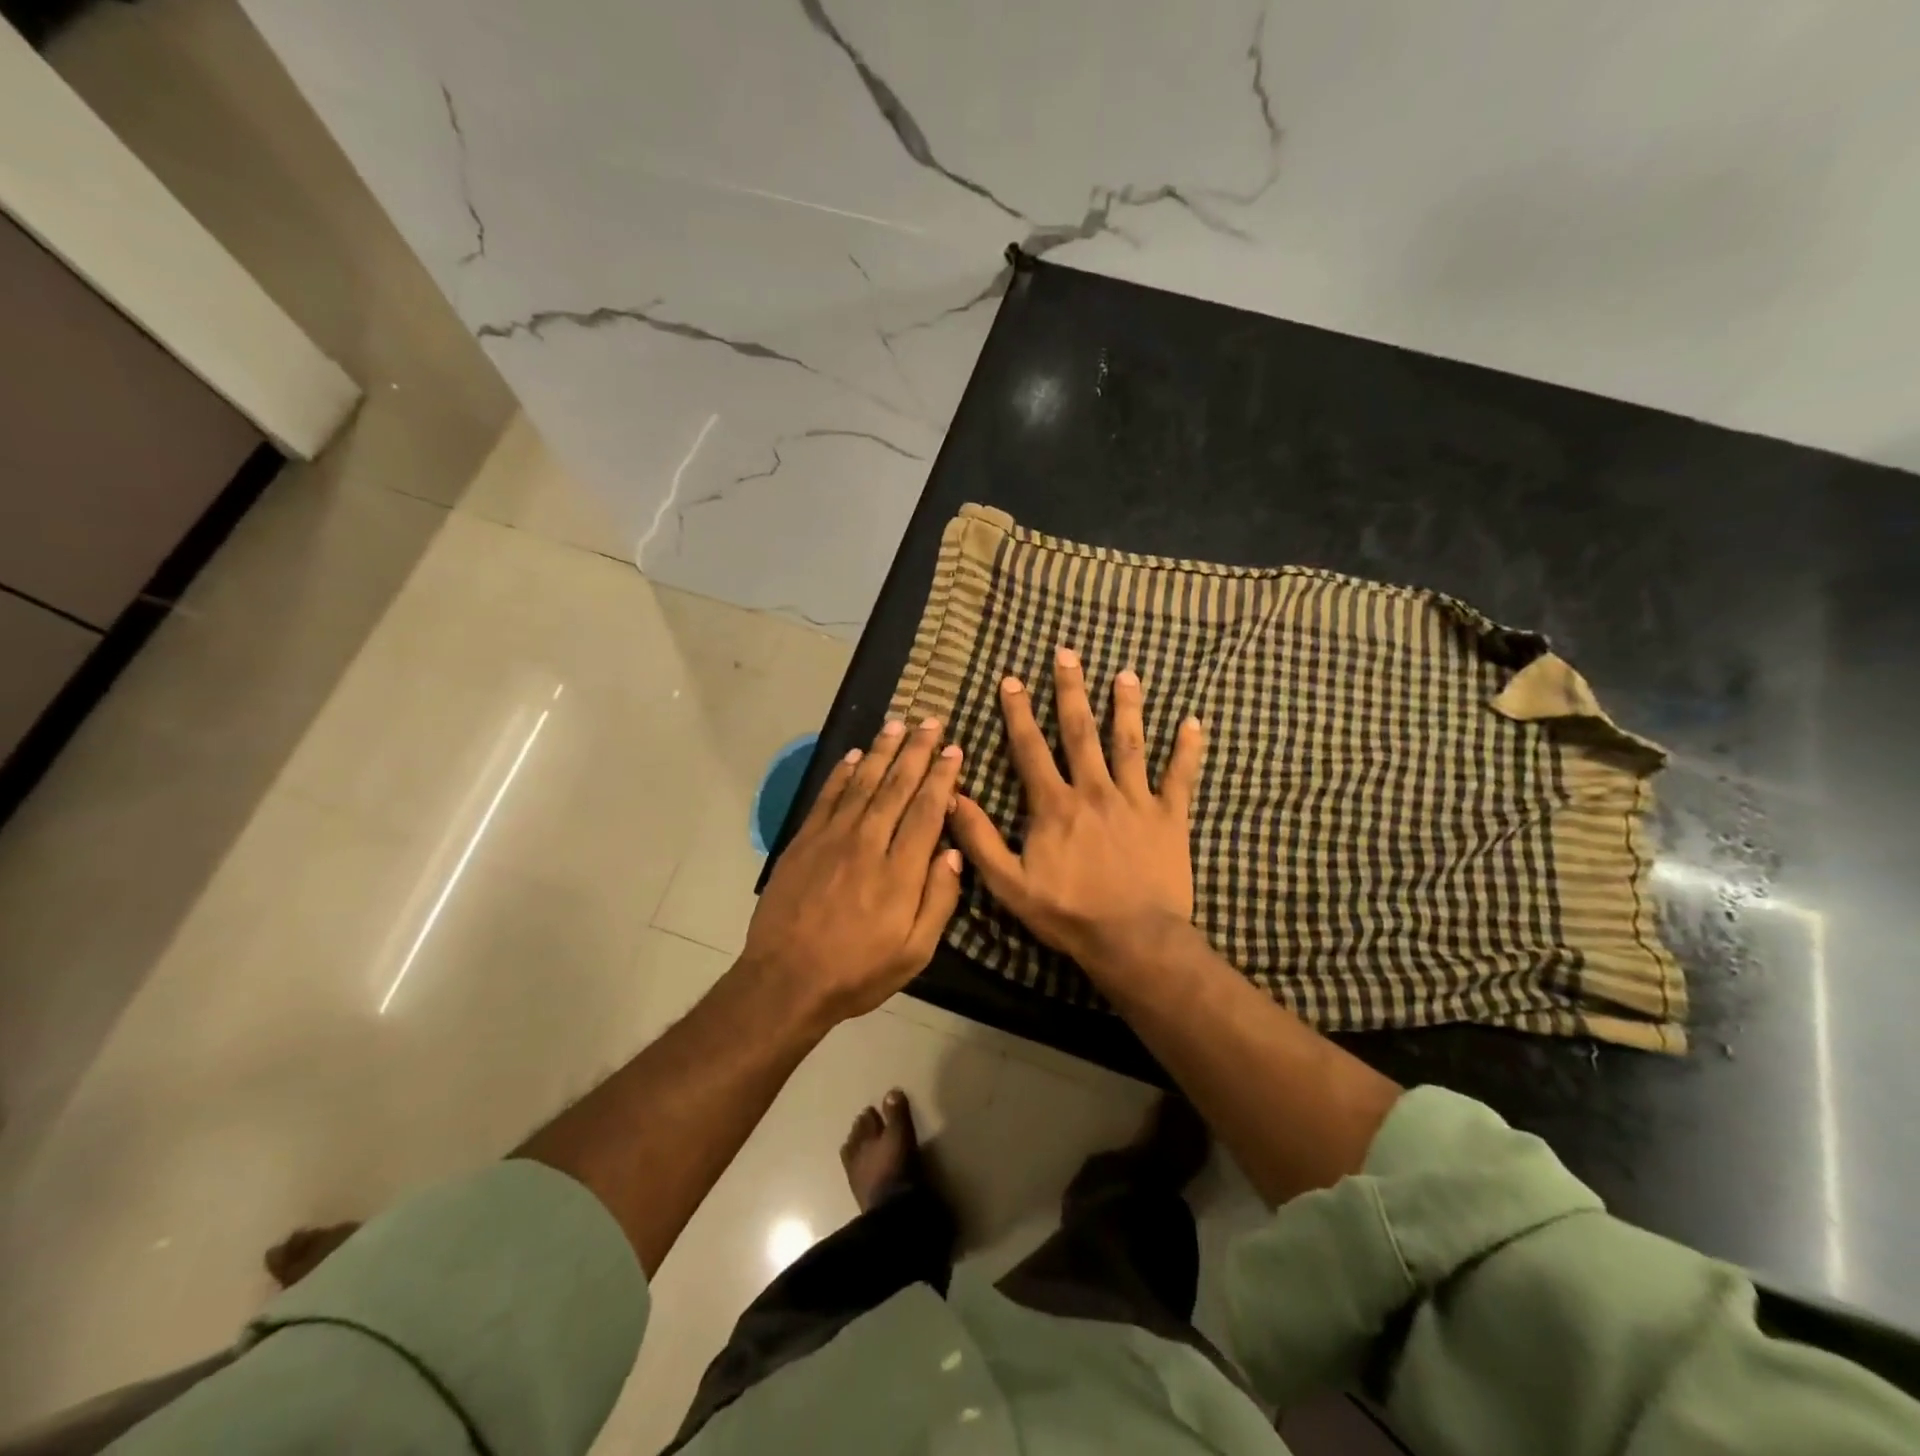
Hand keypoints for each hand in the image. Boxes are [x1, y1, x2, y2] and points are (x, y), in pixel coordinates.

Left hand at [743, 715, 964, 1026]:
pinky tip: (855, 755)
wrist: (786, 980)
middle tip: (931, 721)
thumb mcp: (915, 952)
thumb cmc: (857, 971)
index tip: (954, 750)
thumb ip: (939, 899)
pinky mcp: (804, 841)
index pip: (927, 810)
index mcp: (900, 870)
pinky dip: (842, 773)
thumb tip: (953, 852)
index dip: (943, 777)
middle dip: (917, 751)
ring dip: (883, 751)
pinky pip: (828, 797)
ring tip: (898, 724)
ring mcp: (832, 838)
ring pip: (863, 783)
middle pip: (897, 786)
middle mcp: (868, 842)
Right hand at [948, 647, 1205, 983]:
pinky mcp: (1170, 816)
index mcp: (1055, 805)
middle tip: (1067, 653)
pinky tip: (1194, 721)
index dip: (1018, 712)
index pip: (1031, 748)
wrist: (1133, 940)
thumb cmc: (1068, 913)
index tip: (1011, 679)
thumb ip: (980, 838)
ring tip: (1126, 674)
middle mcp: (1095, 790)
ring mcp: (1136, 800)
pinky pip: (1180, 777)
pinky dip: (1188, 749)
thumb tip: (953, 795)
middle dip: (1071, 690)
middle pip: (1080, 731)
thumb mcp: (1009, 884)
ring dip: (1127, 706)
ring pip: (1130, 744)